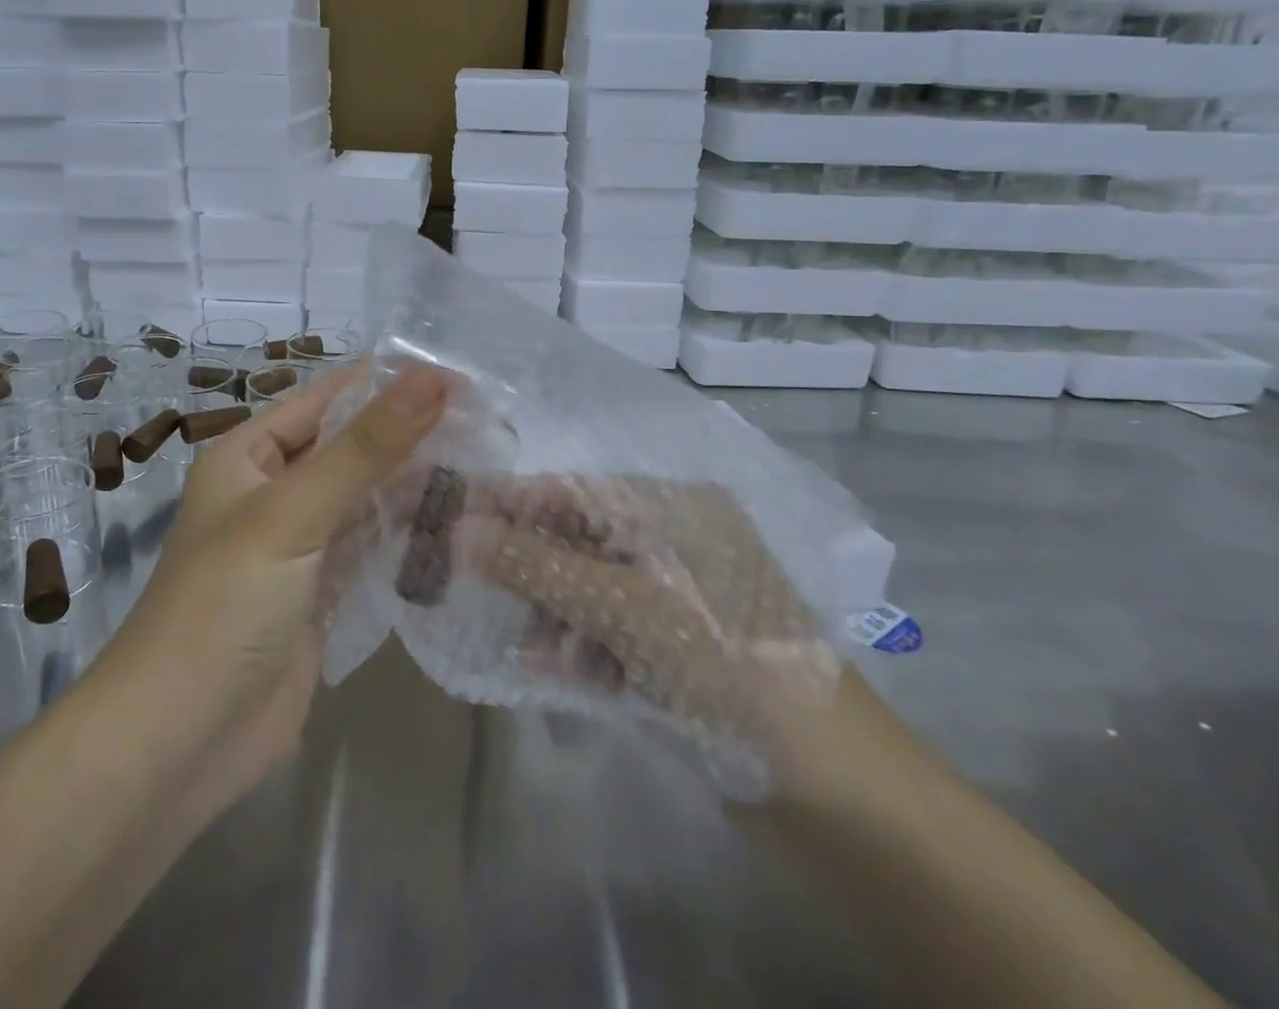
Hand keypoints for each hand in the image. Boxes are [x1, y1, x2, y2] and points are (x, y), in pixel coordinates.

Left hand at [98, 362, 450, 813]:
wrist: (181, 743)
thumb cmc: (225, 605)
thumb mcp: (293, 513)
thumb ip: (366, 447)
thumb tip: (433, 378)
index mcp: (251, 454)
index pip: (331, 398)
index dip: (393, 383)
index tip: (466, 377)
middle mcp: (275, 490)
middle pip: (353, 446)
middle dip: (413, 434)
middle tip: (492, 423)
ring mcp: (301, 544)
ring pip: (368, 497)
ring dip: (417, 483)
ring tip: (490, 464)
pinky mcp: (323, 592)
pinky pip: (373, 546)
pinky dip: (409, 533)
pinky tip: (459, 521)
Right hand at [453, 473, 842, 781]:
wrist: (833, 786)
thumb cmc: (722, 663)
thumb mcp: (620, 606)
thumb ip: (533, 565)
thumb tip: (453, 528)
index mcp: (670, 509)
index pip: (568, 491)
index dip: (506, 503)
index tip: (446, 513)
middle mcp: (672, 542)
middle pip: (574, 540)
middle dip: (527, 568)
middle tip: (468, 584)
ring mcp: (676, 597)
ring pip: (587, 590)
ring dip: (553, 615)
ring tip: (535, 652)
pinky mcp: (677, 647)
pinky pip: (609, 631)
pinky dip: (582, 648)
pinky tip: (559, 671)